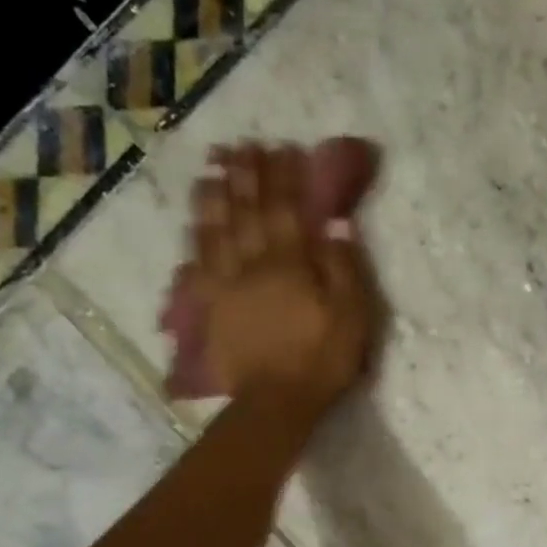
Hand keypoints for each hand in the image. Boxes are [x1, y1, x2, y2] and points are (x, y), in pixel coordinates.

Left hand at [166, 139, 381, 415]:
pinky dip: (196, 239)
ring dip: (214, 196)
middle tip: (240, 146)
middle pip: (245, 211)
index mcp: (289, 263)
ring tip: (212, 170)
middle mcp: (252, 263)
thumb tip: (336, 221)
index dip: (284, 177)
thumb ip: (344, 265)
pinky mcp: (210, 307)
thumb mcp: (352, 313)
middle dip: (244, 176)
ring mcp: (226, 284)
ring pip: (215, 230)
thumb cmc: (323, 357)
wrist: (276, 400)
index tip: (282, 148)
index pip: (286, 209)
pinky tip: (195, 225)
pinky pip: (198, 264)